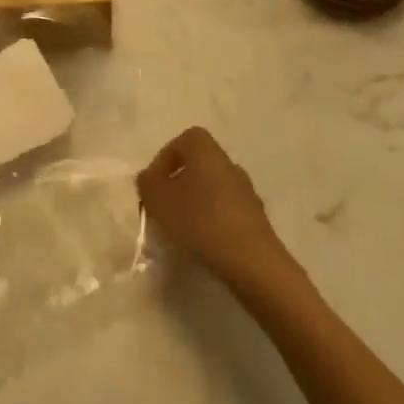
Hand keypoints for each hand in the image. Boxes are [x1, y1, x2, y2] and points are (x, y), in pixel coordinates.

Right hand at [137, 127, 290, 289]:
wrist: (252, 262)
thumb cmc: (201, 220)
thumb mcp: (160, 200)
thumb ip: (148, 183)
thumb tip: (149, 178)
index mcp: (206, 148)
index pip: (181, 141)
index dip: (163, 161)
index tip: (154, 187)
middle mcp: (228, 162)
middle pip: (197, 166)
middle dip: (178, 185)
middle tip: (164, 209)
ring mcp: (245, 190)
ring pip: (212, 190)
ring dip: (195, 205)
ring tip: (181, 231)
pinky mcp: (256, 219)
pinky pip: (226, 212)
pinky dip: (212, 223)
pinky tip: (204, 245)